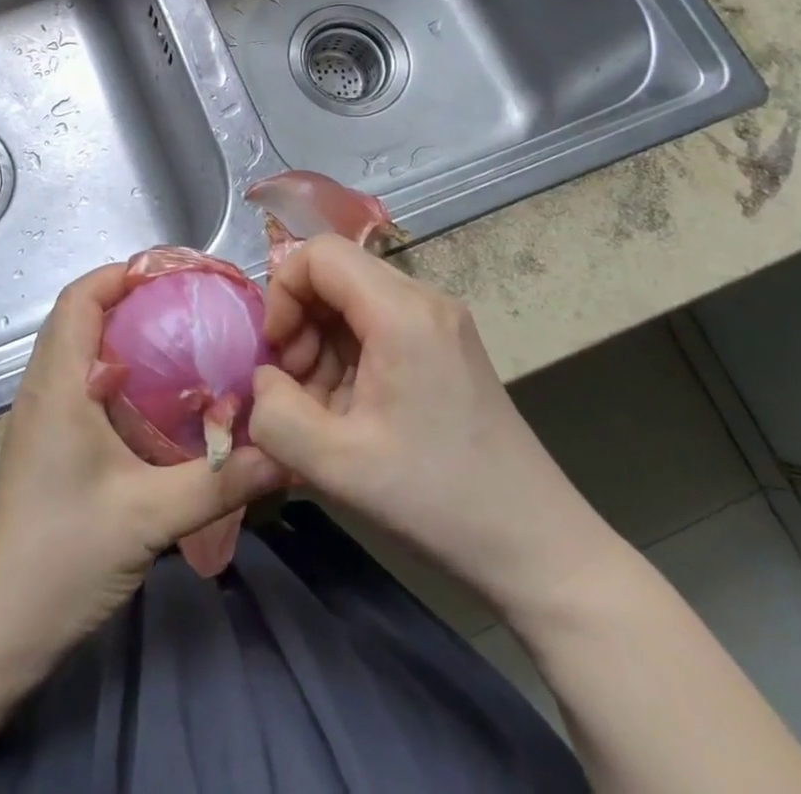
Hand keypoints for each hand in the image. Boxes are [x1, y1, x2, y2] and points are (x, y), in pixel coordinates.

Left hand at [0, 264, 285, 674]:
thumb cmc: (63, 554)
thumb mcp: (150, 516)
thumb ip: (220, 481)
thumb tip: (285, 451)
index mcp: (60, 383)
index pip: (80, 298)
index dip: (122, 274)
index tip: (176, 274)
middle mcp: (45, 386)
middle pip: (81, 314)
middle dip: (132, 297)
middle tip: (191, 303)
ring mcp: (42, 413)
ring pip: (80, 346)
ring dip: (124, 330)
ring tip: (183, 337)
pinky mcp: (48, 439)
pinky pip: (82, 379)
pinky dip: (118, 367)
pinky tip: (160, 395)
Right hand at [247, 237, 619, 616]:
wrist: (537, 547)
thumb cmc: (436, 500)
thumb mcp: (336, 466)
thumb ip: (274, 414)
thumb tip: (263, 379)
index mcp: (401, 311)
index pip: (319, 254)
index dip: (282, 293)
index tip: (276, 354)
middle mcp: (424, 299)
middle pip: (336, 274)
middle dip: (300, 323)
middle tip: (296, 387)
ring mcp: (440, 321)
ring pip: (353, 301)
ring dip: (322, 345)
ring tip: (322, 409)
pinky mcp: (446, 346)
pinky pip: (378, 326)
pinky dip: (349, 358)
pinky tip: (352, 413)